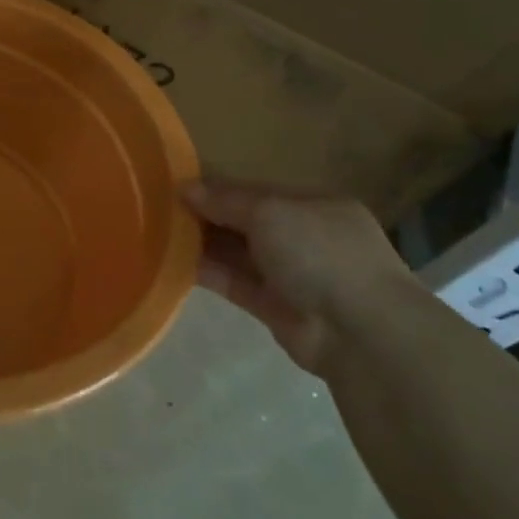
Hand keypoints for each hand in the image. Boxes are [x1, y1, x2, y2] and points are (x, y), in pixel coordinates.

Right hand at [182, 180, 416, 377]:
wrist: (360, 332)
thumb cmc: (320, 254)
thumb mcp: (270, 212)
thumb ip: (226, 200)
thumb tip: (186, 188)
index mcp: (314, 206)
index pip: (257, 191)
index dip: (218, 188)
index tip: (177, 186)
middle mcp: (304, 237)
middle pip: (245, 221)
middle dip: (207, 215)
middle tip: (159, 209)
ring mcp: (290, 274)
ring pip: (237, 253)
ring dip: (203, 244)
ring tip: (157, 233)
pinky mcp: (274, 307)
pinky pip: (234, 283)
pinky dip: (208, 273)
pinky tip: (173, 264)